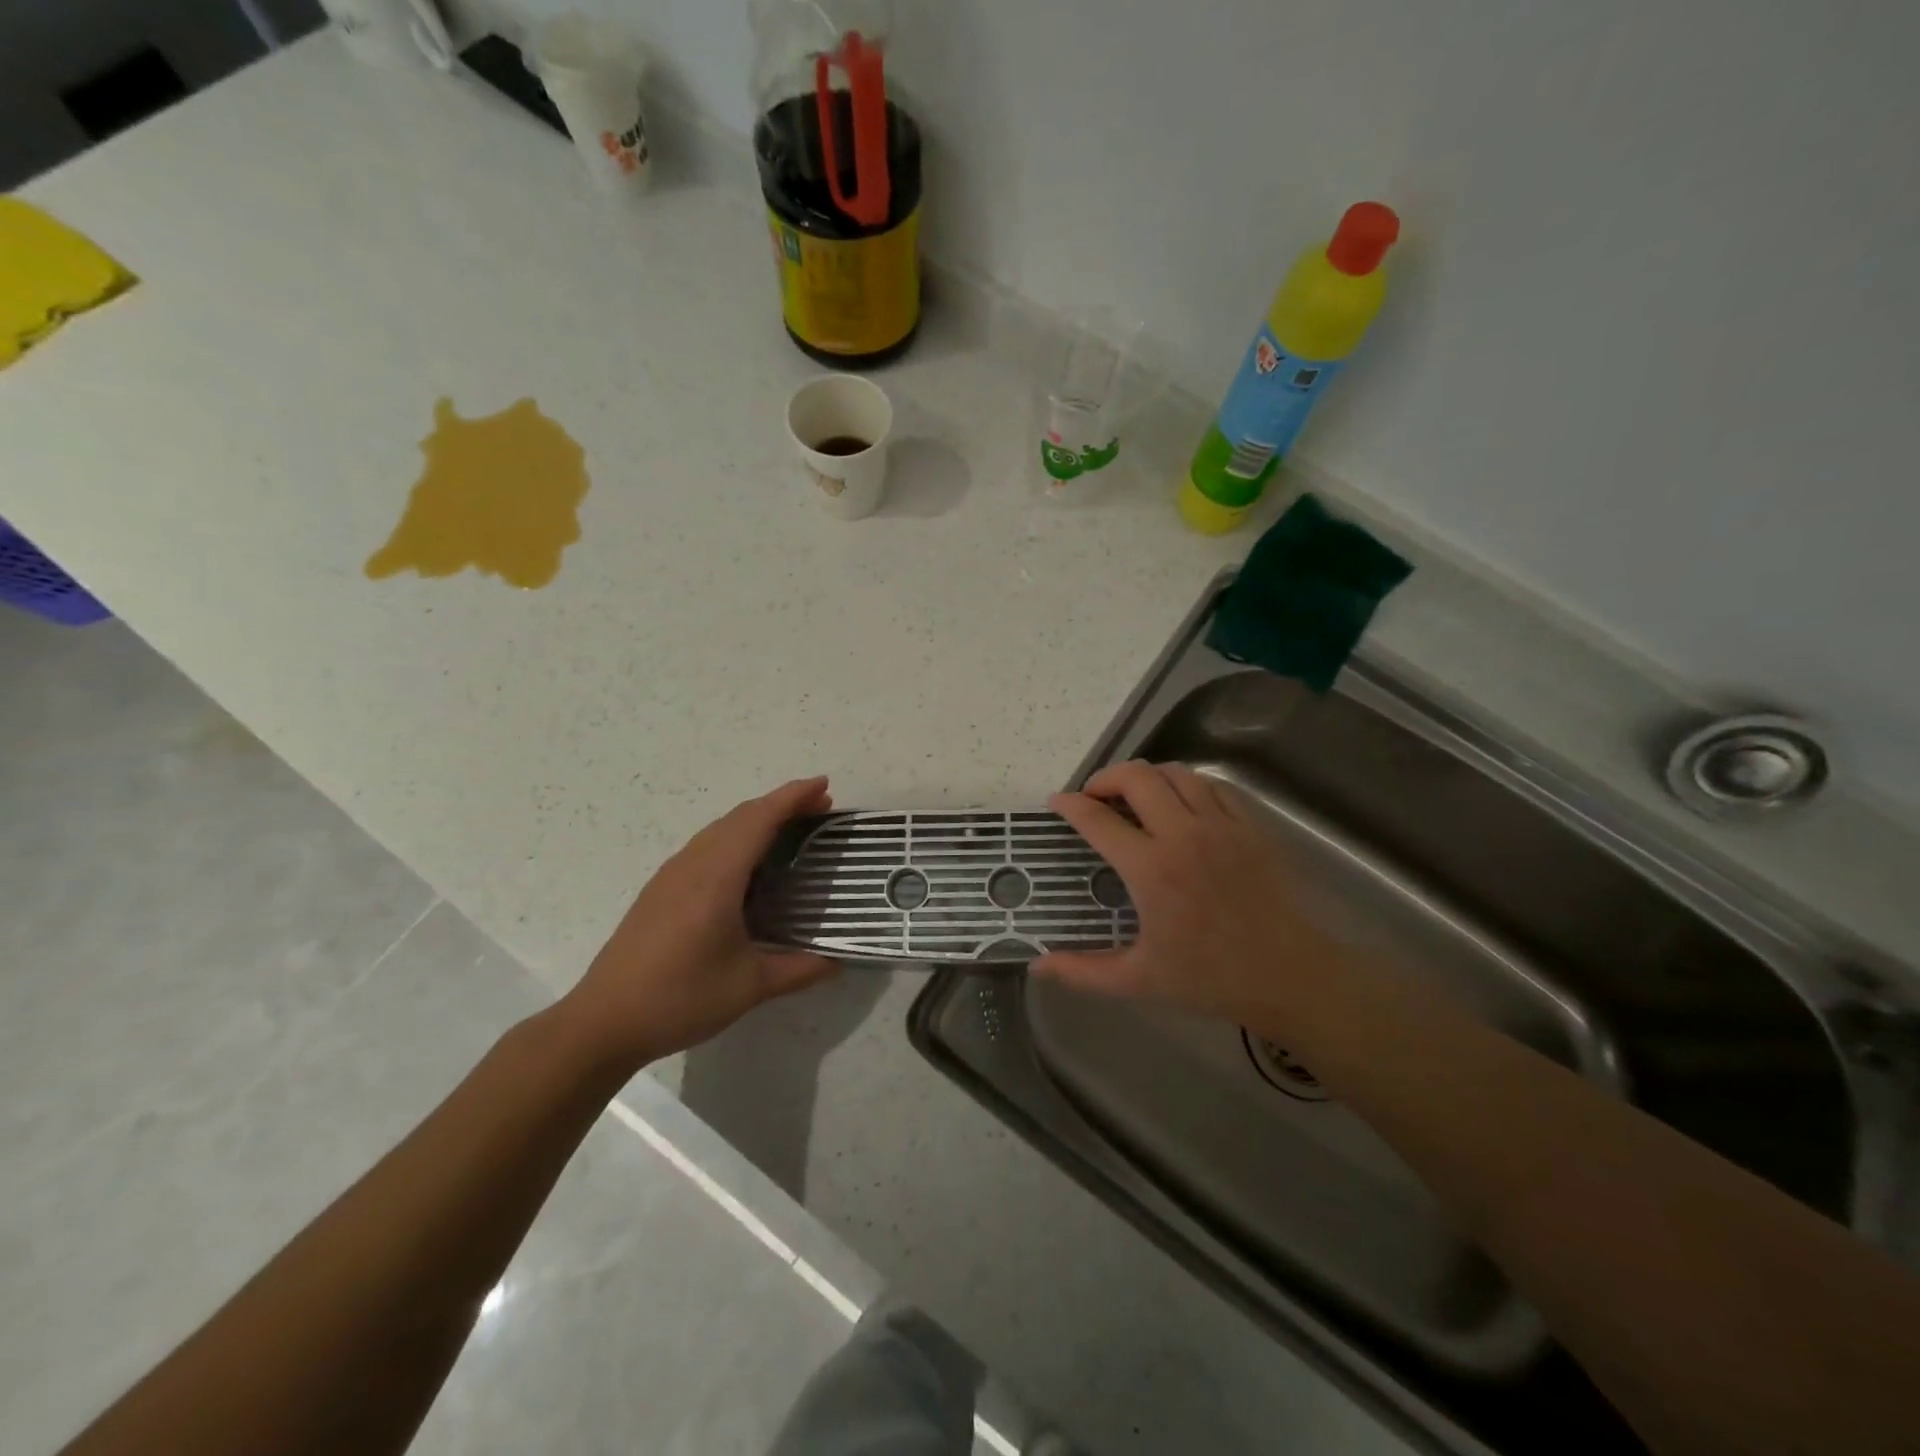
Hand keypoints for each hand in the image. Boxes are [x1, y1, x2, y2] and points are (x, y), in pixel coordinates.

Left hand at [560, 777, 839, 1067]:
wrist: (603, 1023)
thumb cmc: (680, 998)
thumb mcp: (749, 987)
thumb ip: (799, 970)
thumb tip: (838, 961)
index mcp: (717, 877)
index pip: (759, 820)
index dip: (793, 797)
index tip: (824, 785)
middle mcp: (692, 865)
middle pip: (740, 816)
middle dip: (780, 804)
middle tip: (818, 807)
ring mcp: (671, 876)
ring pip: (719, 829)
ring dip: (756, 818)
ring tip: (789, 828)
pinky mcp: (659, 891)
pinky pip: (705, 845)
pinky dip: (735, 836)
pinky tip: (745, 863)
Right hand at [1035, 760, 1333, 1026]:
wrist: (1291, 977)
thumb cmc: (1211, 978)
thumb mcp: (1139, 981)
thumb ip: (1083, 972)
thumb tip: (1036, 966)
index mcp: (1151, 869)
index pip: (1098, 819)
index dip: (1069, 805)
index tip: (1056, 803)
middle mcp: (1184, 834)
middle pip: (1136, 777)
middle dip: (1105, 778)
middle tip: (1095, 798)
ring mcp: (1222, 825)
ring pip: (1176, 773)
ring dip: (1146, 777)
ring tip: (1135, 797)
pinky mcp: (1250, 826)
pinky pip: (1213, 785)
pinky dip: (1188, 784)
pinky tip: (1182, 804)